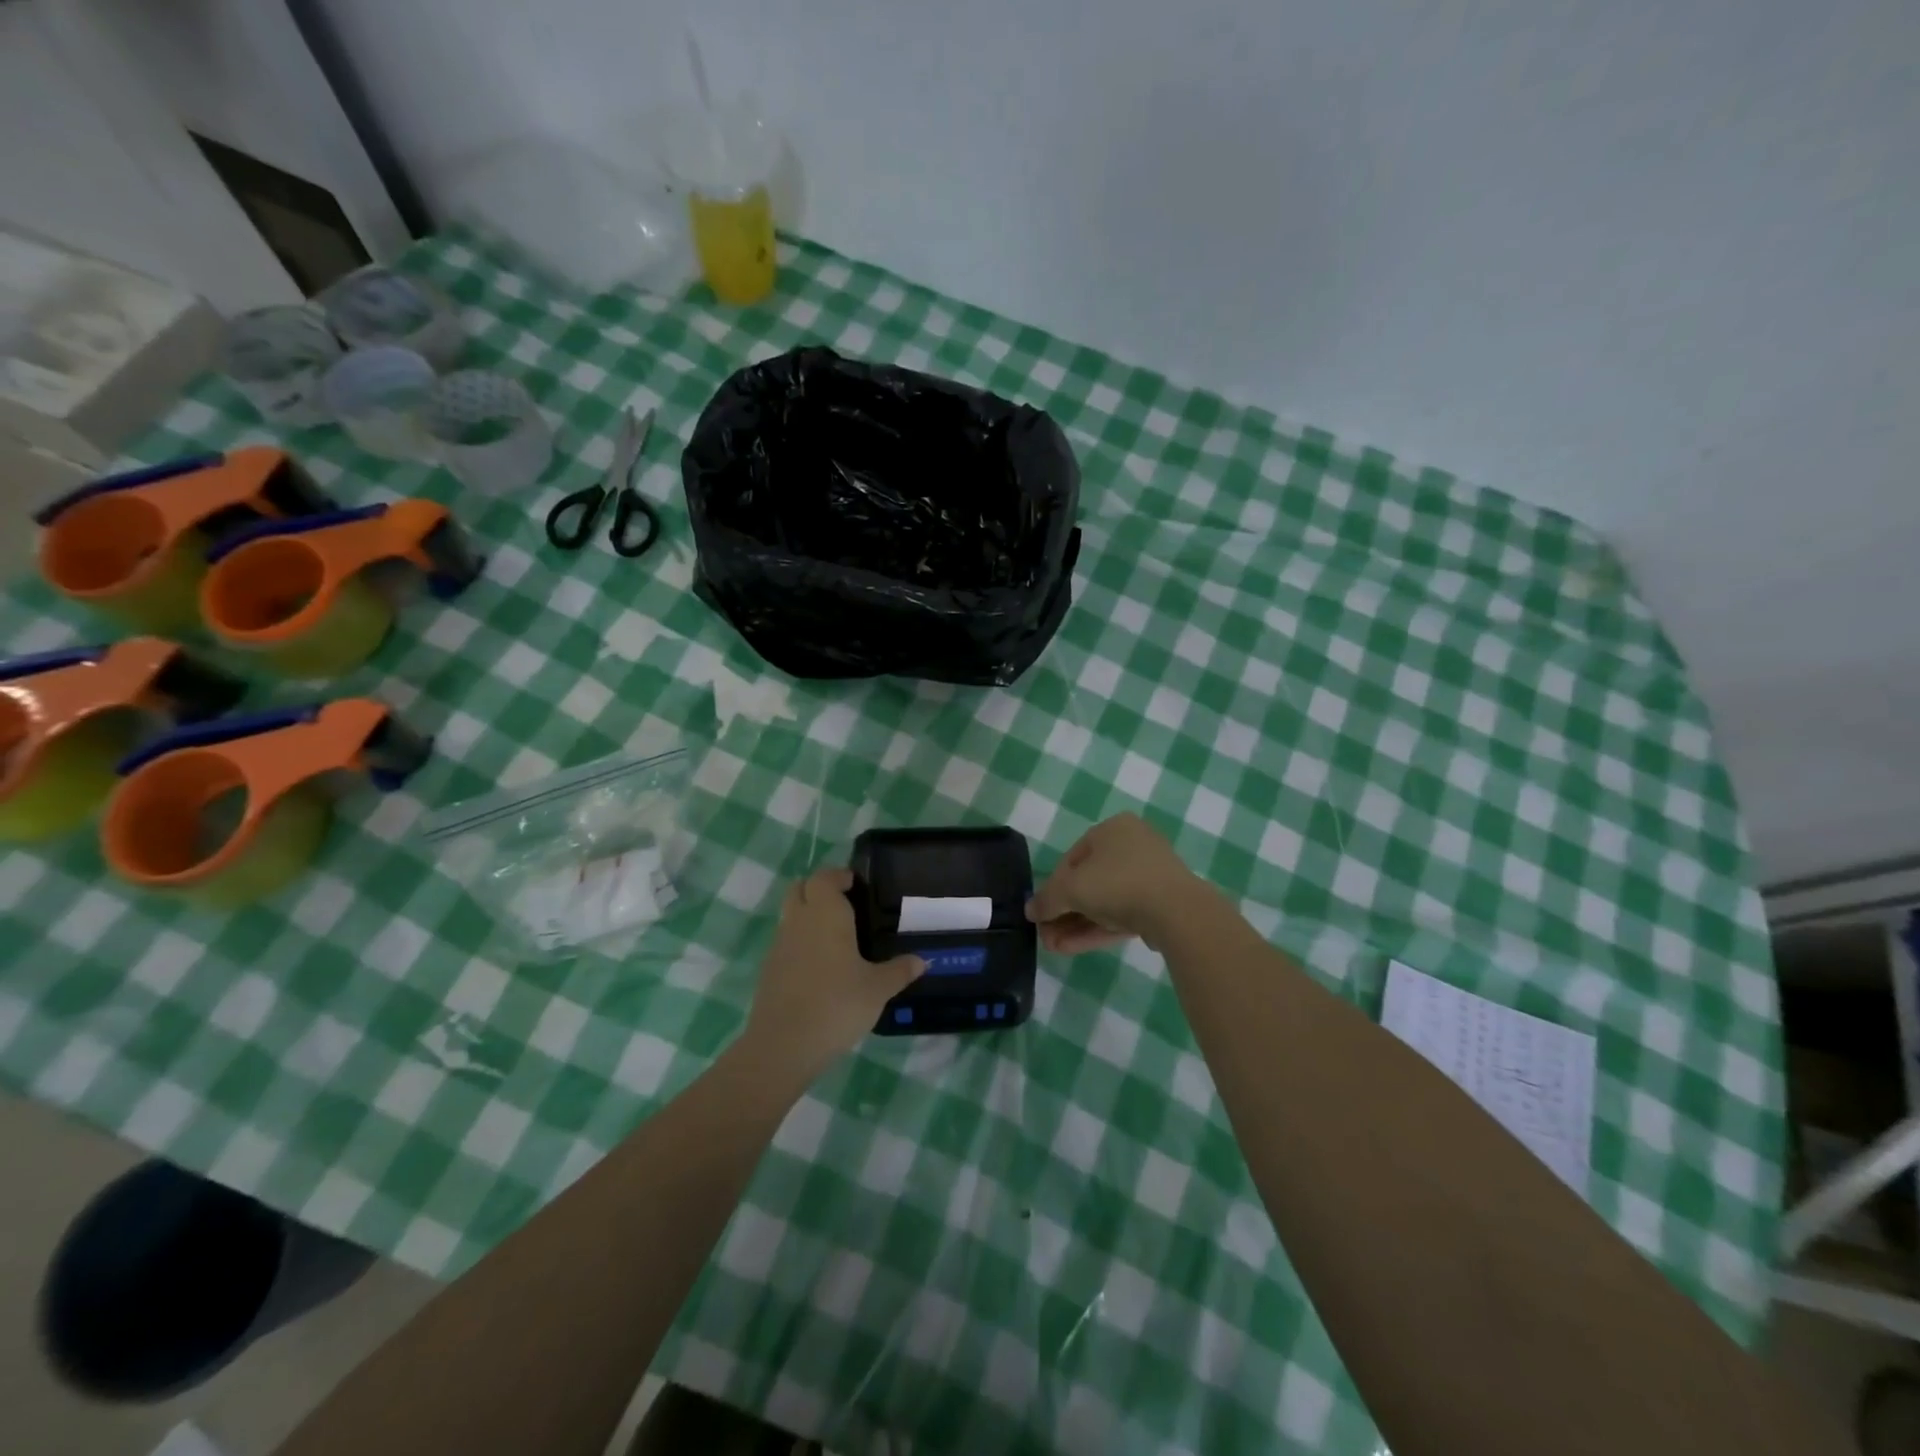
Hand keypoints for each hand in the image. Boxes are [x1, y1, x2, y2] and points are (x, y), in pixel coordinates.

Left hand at [744, 867, 924, 1077]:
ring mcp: (779, 945)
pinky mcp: (769, 970)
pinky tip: (820, 966)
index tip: (856, 884)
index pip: (824, 877)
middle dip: (819, 889)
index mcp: (825, 914)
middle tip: (846, 903)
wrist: (784, 1045)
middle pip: (800, 888)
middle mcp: (799, 921)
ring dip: (808, 915)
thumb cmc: (837, 1004)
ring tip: (837, 936)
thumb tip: (922, 960)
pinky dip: (800, 942)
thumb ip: (899, 970)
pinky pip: (786, 942)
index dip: (838, 876)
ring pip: (791, 915)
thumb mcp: (877, 989)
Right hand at [1026, 813, 1208, 953]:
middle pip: (1088, 882)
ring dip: (1076, 925)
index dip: (1052, 886)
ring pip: (1105, 902)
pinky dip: (1097, 929)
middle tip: (1046, 935)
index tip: (1040, 912)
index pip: (1072, 858)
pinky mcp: (1161, 904)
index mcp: (1112, 829)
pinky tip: (1072, 948)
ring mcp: (1150, 876)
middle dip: (1064, 912)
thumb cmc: (1116, 883)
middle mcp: (1133, 845)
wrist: (1176, 911)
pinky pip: (1122, 914)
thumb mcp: (1070, 888)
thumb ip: (1047, 899)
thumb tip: (1030, 910)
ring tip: (1054, 948)